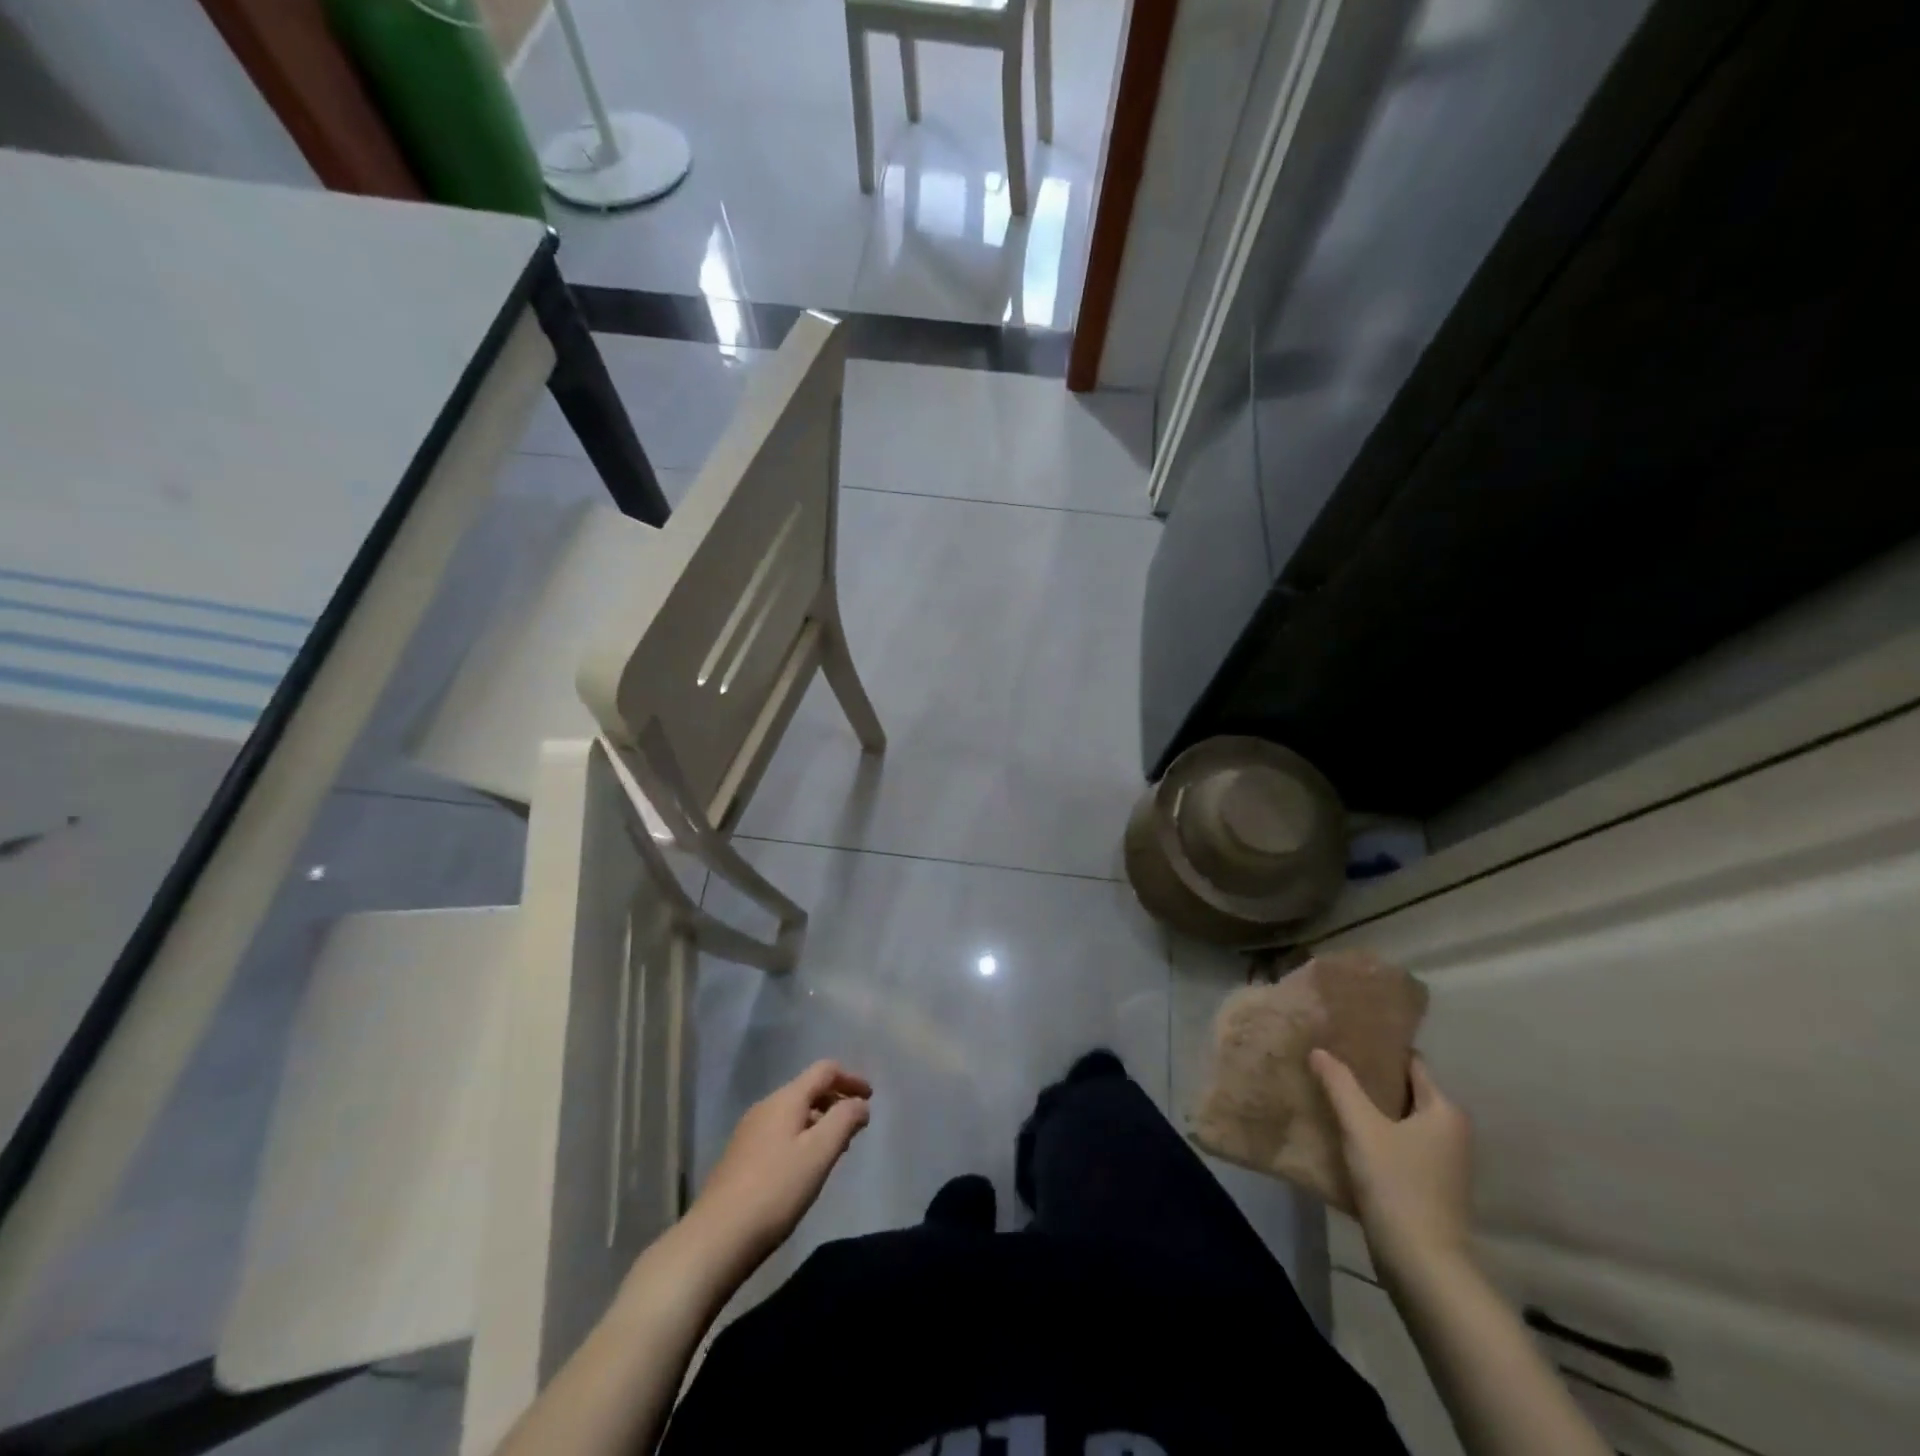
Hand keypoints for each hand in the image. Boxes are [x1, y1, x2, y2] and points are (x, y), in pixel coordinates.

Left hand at [686, 1060, 871, 1274]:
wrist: (716, 1239)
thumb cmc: (775, 1190)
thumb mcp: (819, 1153)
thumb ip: (844, 1121)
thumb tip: (860, 1103)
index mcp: (785, 1099)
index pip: (824, 1070)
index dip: (851, 1079)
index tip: (871, 1098)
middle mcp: (765, 1107)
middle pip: (808, 1089)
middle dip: (835, 1101)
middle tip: (856, 1126)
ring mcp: (749, 1132)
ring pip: (794, 1113)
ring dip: (819, 1121)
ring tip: (836, 1149)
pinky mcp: (741, 1157)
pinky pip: (781, 1133)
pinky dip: (802, 1137)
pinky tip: (805, 1168)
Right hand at [1311, 1049, 1472, 1282]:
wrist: (1423, 1266)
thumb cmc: (1397, 1185)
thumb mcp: (1361, 1128)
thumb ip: (1339, 1084)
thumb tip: (1319, 1050)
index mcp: (1444, 1111)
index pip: (1411, 1063)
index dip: (1379, 1048)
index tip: (1345, 1038)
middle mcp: (1451, 1132)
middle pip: (1404, 1091)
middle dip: (1369, 1078)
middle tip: (1329, 1063)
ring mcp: (1443, 1163)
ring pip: (1399, 1120)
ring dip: (1369, 1109)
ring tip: (1329, 1094)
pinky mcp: (1429, 1188)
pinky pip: (1398, 1147)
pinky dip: (1375, 1137)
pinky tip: (1343, 1136)